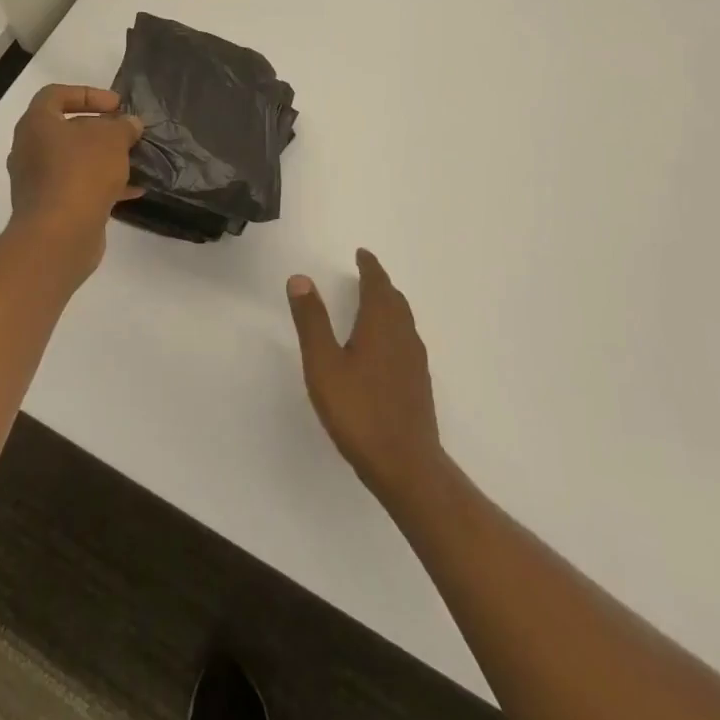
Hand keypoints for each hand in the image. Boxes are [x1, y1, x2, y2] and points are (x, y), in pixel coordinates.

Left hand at [6, 85, 143, 276]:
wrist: (59, 235)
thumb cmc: (81, 172)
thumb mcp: (112, 139)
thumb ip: (123, 126)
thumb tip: (129, 124)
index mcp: (36, 124)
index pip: (56, 95)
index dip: (88, 94)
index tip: (116, 105)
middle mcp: (30, 150)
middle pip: (67, 130)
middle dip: (101, 130)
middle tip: (128, 133)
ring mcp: (38, 182)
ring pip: (75, 161)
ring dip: (104, 159)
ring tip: (135, 160)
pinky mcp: (50, 208)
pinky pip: (79, 187)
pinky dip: (104, 185)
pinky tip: (134, 190)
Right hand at [287, 250, 445, 503]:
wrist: (406, 465)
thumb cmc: (359, 411)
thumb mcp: (324, 364)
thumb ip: (312, 321)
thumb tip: (301, 278)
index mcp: (381, 324)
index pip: (378, 284)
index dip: (370, 267)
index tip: (362, 254)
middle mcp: (403, 335)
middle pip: (394, 299)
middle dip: (380, 283)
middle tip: (366, 273)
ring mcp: (415, 361)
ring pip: (403, 320)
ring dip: (389, 304)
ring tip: (373, 303)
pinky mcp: (418, 383)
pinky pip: (406, 340)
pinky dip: (394, 327)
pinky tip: (383, 347)